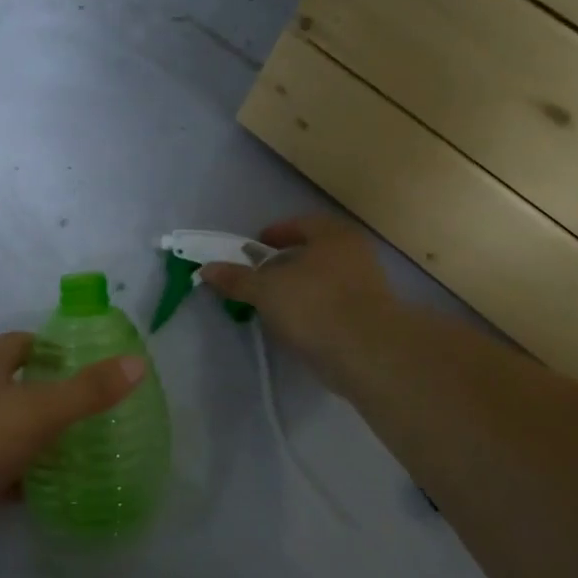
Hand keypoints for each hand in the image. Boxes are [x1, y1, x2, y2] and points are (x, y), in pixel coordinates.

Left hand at [0, 333, 145, 529]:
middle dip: (39, 394)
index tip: (77, 366)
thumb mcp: (42, 411)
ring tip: (57, 453)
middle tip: (75, 414)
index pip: (21, 342)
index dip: (50, 349)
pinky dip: (2, 469)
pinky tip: (22, 491)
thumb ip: (89, 390)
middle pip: (7, 381)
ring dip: (21, 433)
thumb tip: (137, 362)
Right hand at [200, 215, 395, 394]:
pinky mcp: (371, 319)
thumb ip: (236, 279)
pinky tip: (296, 326)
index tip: (256, 245)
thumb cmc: (315, 305)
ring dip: (300, 289)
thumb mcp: (265, 290)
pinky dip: (314, 311)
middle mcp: (355, 254)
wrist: (370, 353)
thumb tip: (206, 269)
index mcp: (333, 236)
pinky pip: (334, 306)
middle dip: (287, 262)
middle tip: (261, 275)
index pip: (302, 224)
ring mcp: (367, 287)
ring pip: (325, 280)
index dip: (276, 232)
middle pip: (315, 252)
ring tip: (273, 304)